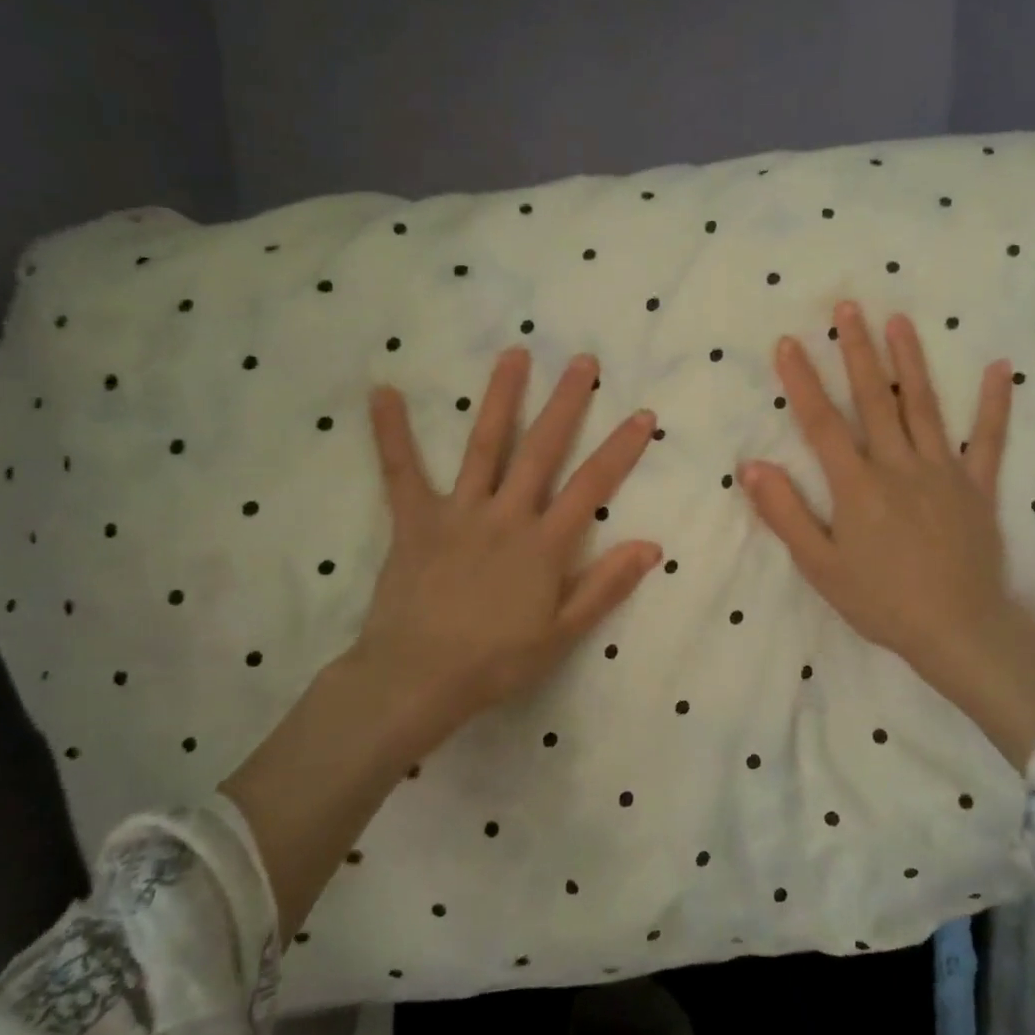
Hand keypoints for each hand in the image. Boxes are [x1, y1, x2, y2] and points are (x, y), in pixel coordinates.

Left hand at [340, 346, 662, 757]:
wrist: (417, 679)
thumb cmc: (495, 662)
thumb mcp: (561, 634)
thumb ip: (605, 586)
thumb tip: (651, 546)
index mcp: (544, 544)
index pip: (592, 486)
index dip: (621, 448)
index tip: (641, 414)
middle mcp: (506, 515)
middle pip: (542, 450)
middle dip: (566, 403)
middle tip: (583, 361)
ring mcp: (459, 512)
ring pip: (485, 445)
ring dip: (501, 397)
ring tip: (515, 354)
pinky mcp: (415, 520)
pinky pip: (401, 471)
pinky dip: (392, 432)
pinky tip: (383, 392)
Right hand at [741, 303, 1034, 764]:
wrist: (957, 631)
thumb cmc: (881, 602)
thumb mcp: (820, 566)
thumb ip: (786, 514)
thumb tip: (753, 466)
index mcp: (858, 486)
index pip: (822, 423)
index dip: (802, 381)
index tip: (789, 342)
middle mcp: (899, 466)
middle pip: (873, 399)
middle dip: (857, 351)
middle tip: (848, 307)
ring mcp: (943, 472)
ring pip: (923, 406)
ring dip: (909, 361)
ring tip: (899, 320)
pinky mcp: (978, 487)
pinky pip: (987, 440)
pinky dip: (994, 404)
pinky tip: (1000, 368)